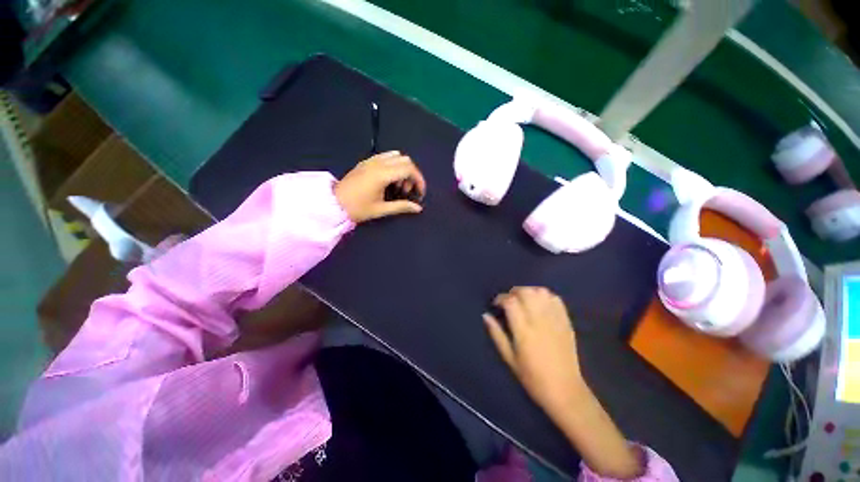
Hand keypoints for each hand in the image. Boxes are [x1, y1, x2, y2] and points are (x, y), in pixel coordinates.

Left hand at [335, 151, 425, 222]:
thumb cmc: (357, 208)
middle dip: (412, 175)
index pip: (408, 169)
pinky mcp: (366, 162)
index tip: (420, 193)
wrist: (333, 203)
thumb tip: (418, 208)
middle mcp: (378, 163)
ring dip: (403, 169)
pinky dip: (394, 165)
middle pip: (405, 160)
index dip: (419, 180)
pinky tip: (389, 179)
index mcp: (382, 174)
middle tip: (407, 191)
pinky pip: (385, 156)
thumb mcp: (381, 209)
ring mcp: (371, 160)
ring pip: (396, 156)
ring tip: (398, 185)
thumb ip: (401, 206)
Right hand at [484, 287, 586, 418]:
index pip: (511, 302)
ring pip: (541, 292)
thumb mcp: (509, 358)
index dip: (501, 298)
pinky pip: (555, 299)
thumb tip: (485, 315)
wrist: (565, 390)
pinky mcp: (566, 321)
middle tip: (509, 302)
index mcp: (524, 331)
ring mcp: (555, 320)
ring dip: (529, 291)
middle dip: (514, 292)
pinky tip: (539, 303)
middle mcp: (539, 321)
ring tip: (524, 300)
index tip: (496, 304)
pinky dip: (545, 296)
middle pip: (526, 292)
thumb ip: (496, 334)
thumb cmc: (532, 377)